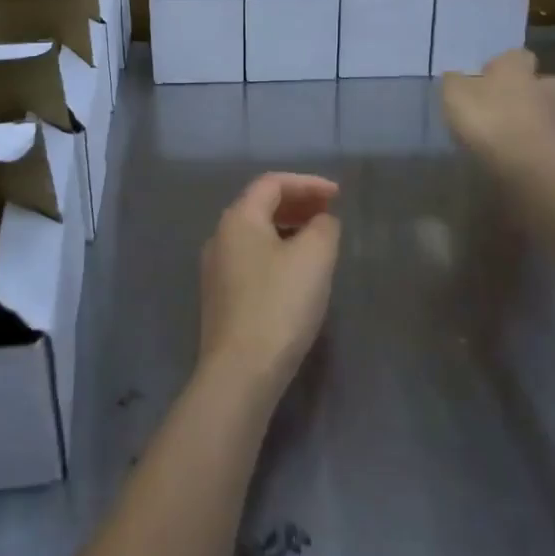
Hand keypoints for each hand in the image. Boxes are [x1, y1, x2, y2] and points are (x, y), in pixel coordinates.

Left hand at [198, 173, 340, 405]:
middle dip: (298, 204)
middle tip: (330, 213)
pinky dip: (277, 251)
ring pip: (256, 234)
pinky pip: (252, 258)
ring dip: (288, 228)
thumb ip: (323, 227)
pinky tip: (297, 272)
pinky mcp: (220, 298)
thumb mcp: (314, 257)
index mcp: (238, 218)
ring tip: (319, 240)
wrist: (240, 372)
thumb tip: (321, 221)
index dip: (308, 183)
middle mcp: (220, 236)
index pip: (272, 183)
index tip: (338, 195)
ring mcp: (216, 269)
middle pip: (260, 206)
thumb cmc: (279, 304)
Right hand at [441, 48, 554, 183]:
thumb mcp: (455, 96)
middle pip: (540, 82)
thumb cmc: (490, 120)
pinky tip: (520, 155)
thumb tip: (454, 77)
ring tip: (511, 134)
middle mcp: (541, 87)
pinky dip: (537, 144)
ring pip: (547, 111)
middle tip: (503, 105)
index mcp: (516, 68)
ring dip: (534, 118)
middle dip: (526, 90)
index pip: (516, 55)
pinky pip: (549, 140)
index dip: (502, 65)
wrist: (531, 165)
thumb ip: (454, 82)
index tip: (486, 78)